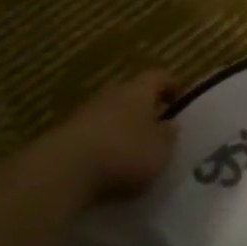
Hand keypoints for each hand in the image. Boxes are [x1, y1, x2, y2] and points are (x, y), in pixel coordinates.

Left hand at [52, 70, 181, 200]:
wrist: (65, 169)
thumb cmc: (124, 152)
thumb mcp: (161, 149)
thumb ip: (168, 136)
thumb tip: (171, 124)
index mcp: (138, 90)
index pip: (159, 77)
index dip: (172, 85)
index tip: (181, 99)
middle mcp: (111, 94)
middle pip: (133, 94)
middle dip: (146, 108)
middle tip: (160, 126)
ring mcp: (86, 113)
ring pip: (112, 113)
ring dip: (124, 127)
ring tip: (137, 149)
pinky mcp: (68, 135)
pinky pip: (95, 134)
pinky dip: (106, 144)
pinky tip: (112, 164)